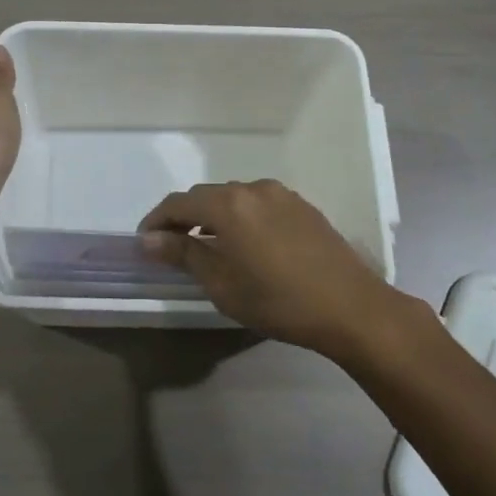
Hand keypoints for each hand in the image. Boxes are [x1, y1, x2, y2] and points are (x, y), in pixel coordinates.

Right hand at [138, 180, 414, 360]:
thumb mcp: (222, 284)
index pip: (179, 203)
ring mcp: (282, 195)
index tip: (145, 242)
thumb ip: (184, 254)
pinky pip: (259, 204)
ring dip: (214, 217)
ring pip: (234, 198)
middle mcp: (253, 188)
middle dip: (184, 218)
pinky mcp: (302, 206)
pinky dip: (242, 218)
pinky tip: (246, 245)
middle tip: (173, 247)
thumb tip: (150, 239)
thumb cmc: (278, 301)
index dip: (157, 220)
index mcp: (229, 204)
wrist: (350, 307)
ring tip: (209, 248)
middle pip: (206, 196)